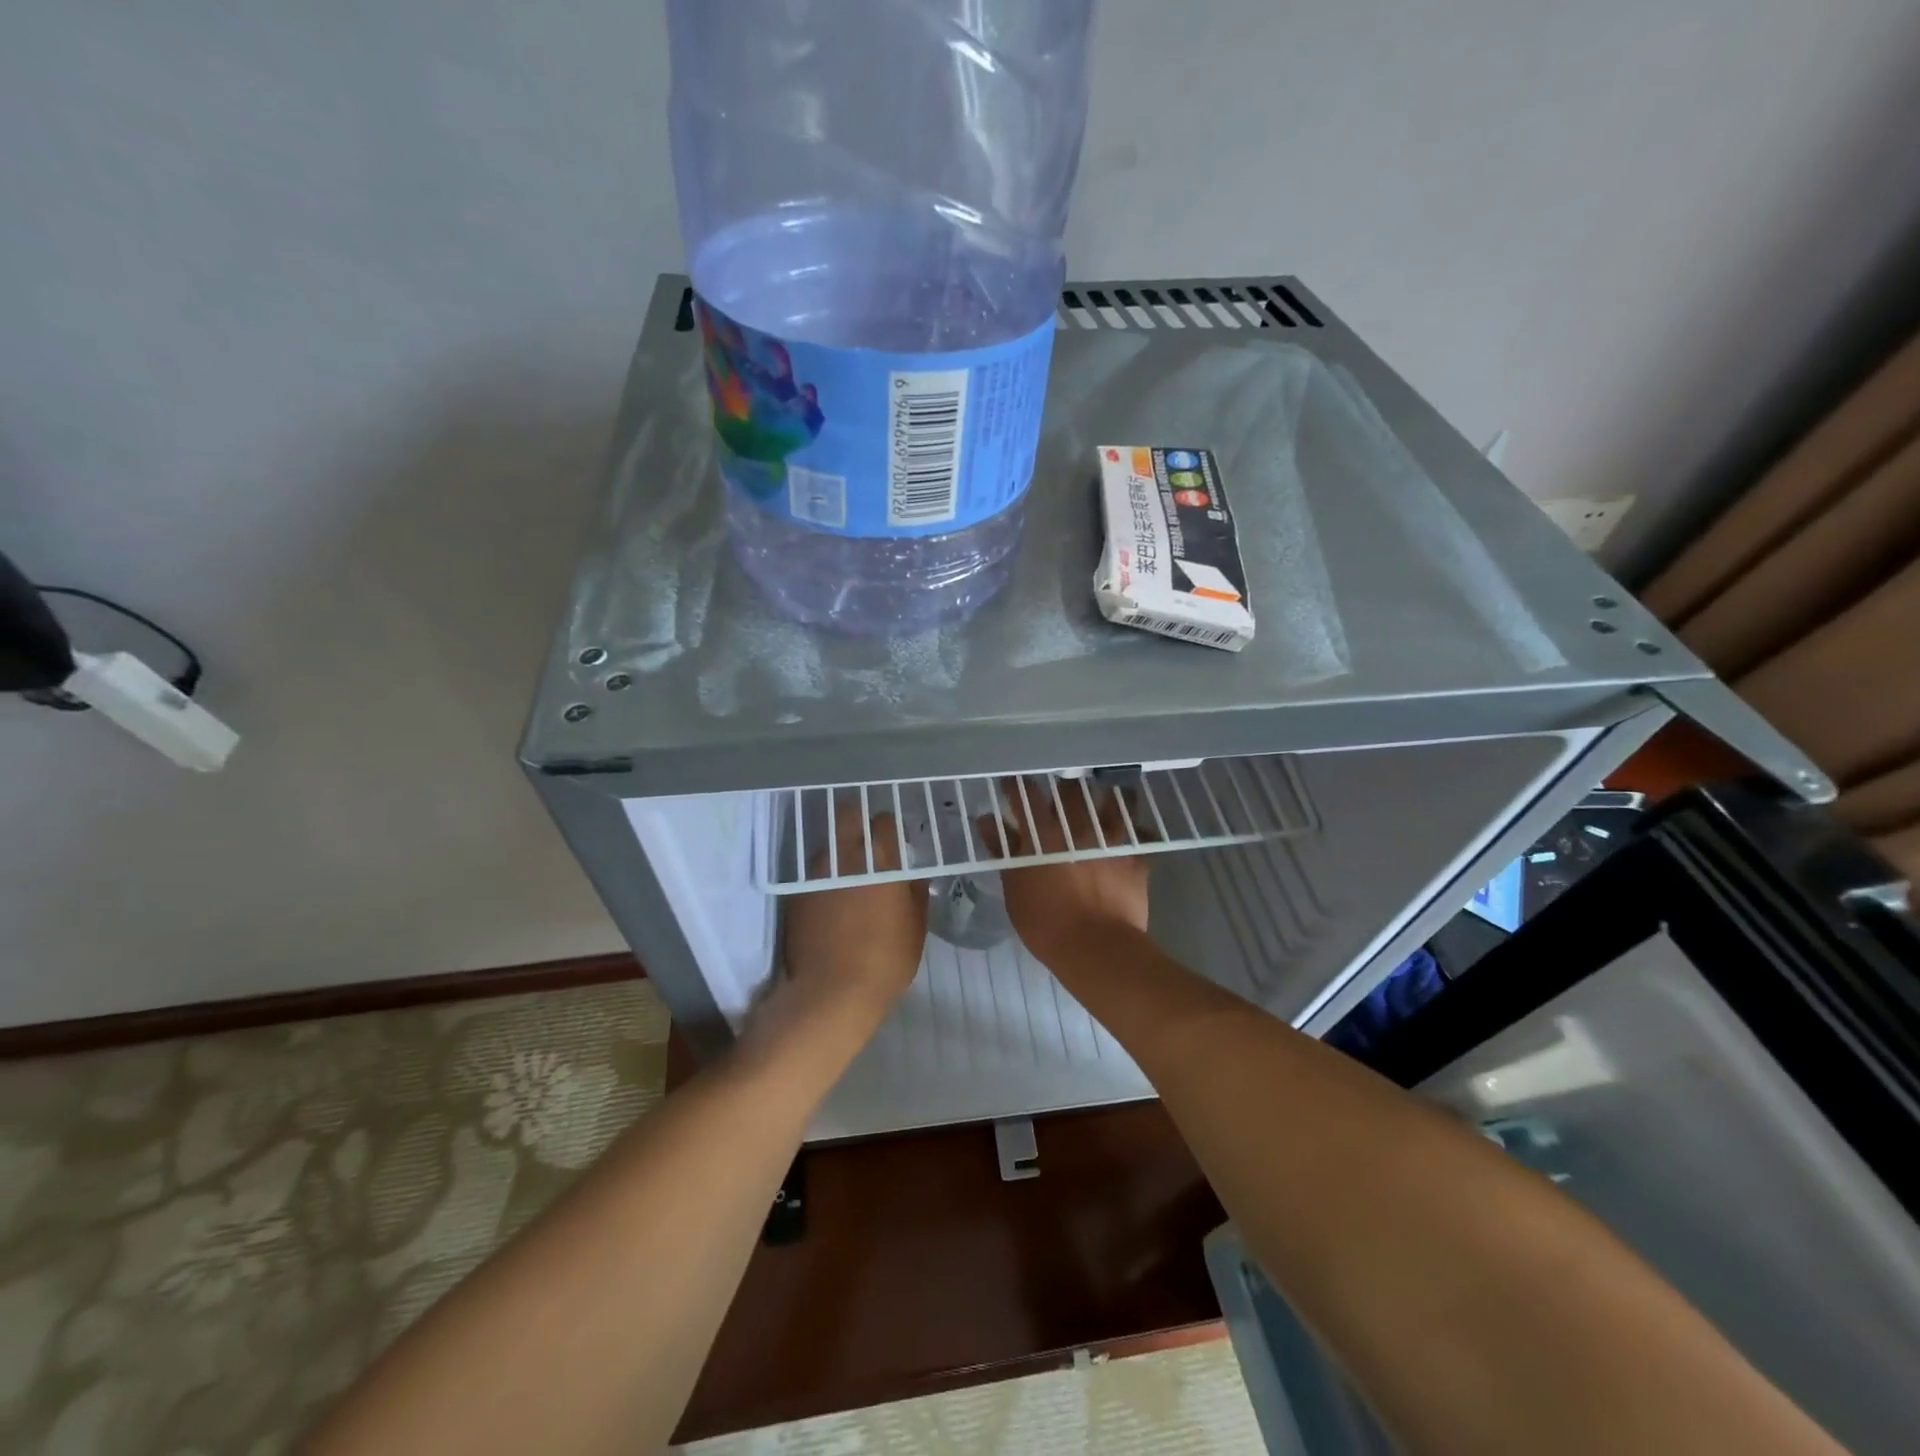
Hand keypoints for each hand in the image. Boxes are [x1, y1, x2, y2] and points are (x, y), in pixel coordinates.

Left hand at [776, 804, 926, 1037]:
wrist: (831, 992)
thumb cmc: (886, 960)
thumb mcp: (916, 928)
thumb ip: (916, 893)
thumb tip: (912, 875)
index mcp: (881, 862)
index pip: (884, 821)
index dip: (889, 826)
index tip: (892, 838)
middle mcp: (846, 858)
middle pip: (846, 816)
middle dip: (856, 820)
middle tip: (865, 838)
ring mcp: (817, 874)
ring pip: (827, 846)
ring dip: (838, 852)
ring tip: (846, 875)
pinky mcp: (797, 894)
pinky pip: (812, 874)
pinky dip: (822, 879)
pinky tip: (829, 901)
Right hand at [985, 778, 1150, 972]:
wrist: (1096, 948)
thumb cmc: (1045, 923)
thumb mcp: (1014, 888)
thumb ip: (1003, 850)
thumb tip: (988, 820)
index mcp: (1043, 834)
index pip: (1026, 796)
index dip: (1018, 786)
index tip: (1014, 781)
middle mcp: (1077, 827)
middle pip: (1069, 791)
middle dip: (1062, 787)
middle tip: (1059, 788)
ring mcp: (1110, 839)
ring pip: (1110, 801)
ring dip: (1103, 795)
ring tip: (1102, 792)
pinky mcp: (1135, 856)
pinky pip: (1142, 832)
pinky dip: (1137, 829)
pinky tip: (1135, 828)